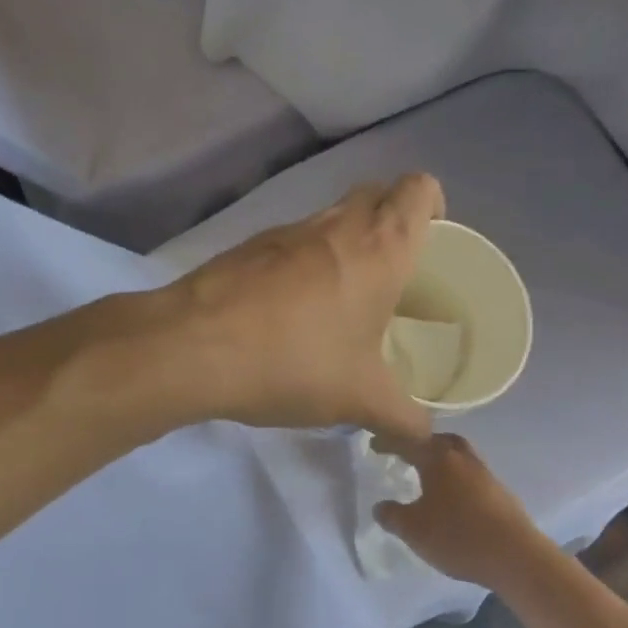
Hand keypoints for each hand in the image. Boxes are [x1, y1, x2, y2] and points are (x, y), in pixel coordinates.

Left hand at [156, 175, 445, 436]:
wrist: (193, 348)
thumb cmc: (296, 361)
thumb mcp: (362, 399)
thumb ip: (405, 420)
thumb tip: (426, 439)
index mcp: (380, 246)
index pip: (420, 189)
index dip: (434, 206)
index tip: (432, 245)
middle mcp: (336, 224)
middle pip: (377, 194)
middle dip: (392, 223)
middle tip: (396, 276)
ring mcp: (287, 231)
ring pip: (332, 218)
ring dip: (346, 246)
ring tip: (346, 302)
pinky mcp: (248, 248)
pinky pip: (293, 243)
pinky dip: (305, 264)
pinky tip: (294, 315)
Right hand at [372, 434, 554, 589]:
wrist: (515, 556)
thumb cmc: (458, 536)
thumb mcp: (413, 530)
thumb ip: (392, 516)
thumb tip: (380, 506)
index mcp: (438, 458)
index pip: (408, 441)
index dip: (389, 442)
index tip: (375, 444)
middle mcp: (462, 457)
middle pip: (439, 440)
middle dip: (421, 443)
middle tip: (406, 454)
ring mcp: (485, 473)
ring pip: (458, 455)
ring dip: (441, 459)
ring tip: (427, 475)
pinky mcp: (499, 491)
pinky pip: (471, 474)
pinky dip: (456, 477)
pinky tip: (451, 496)